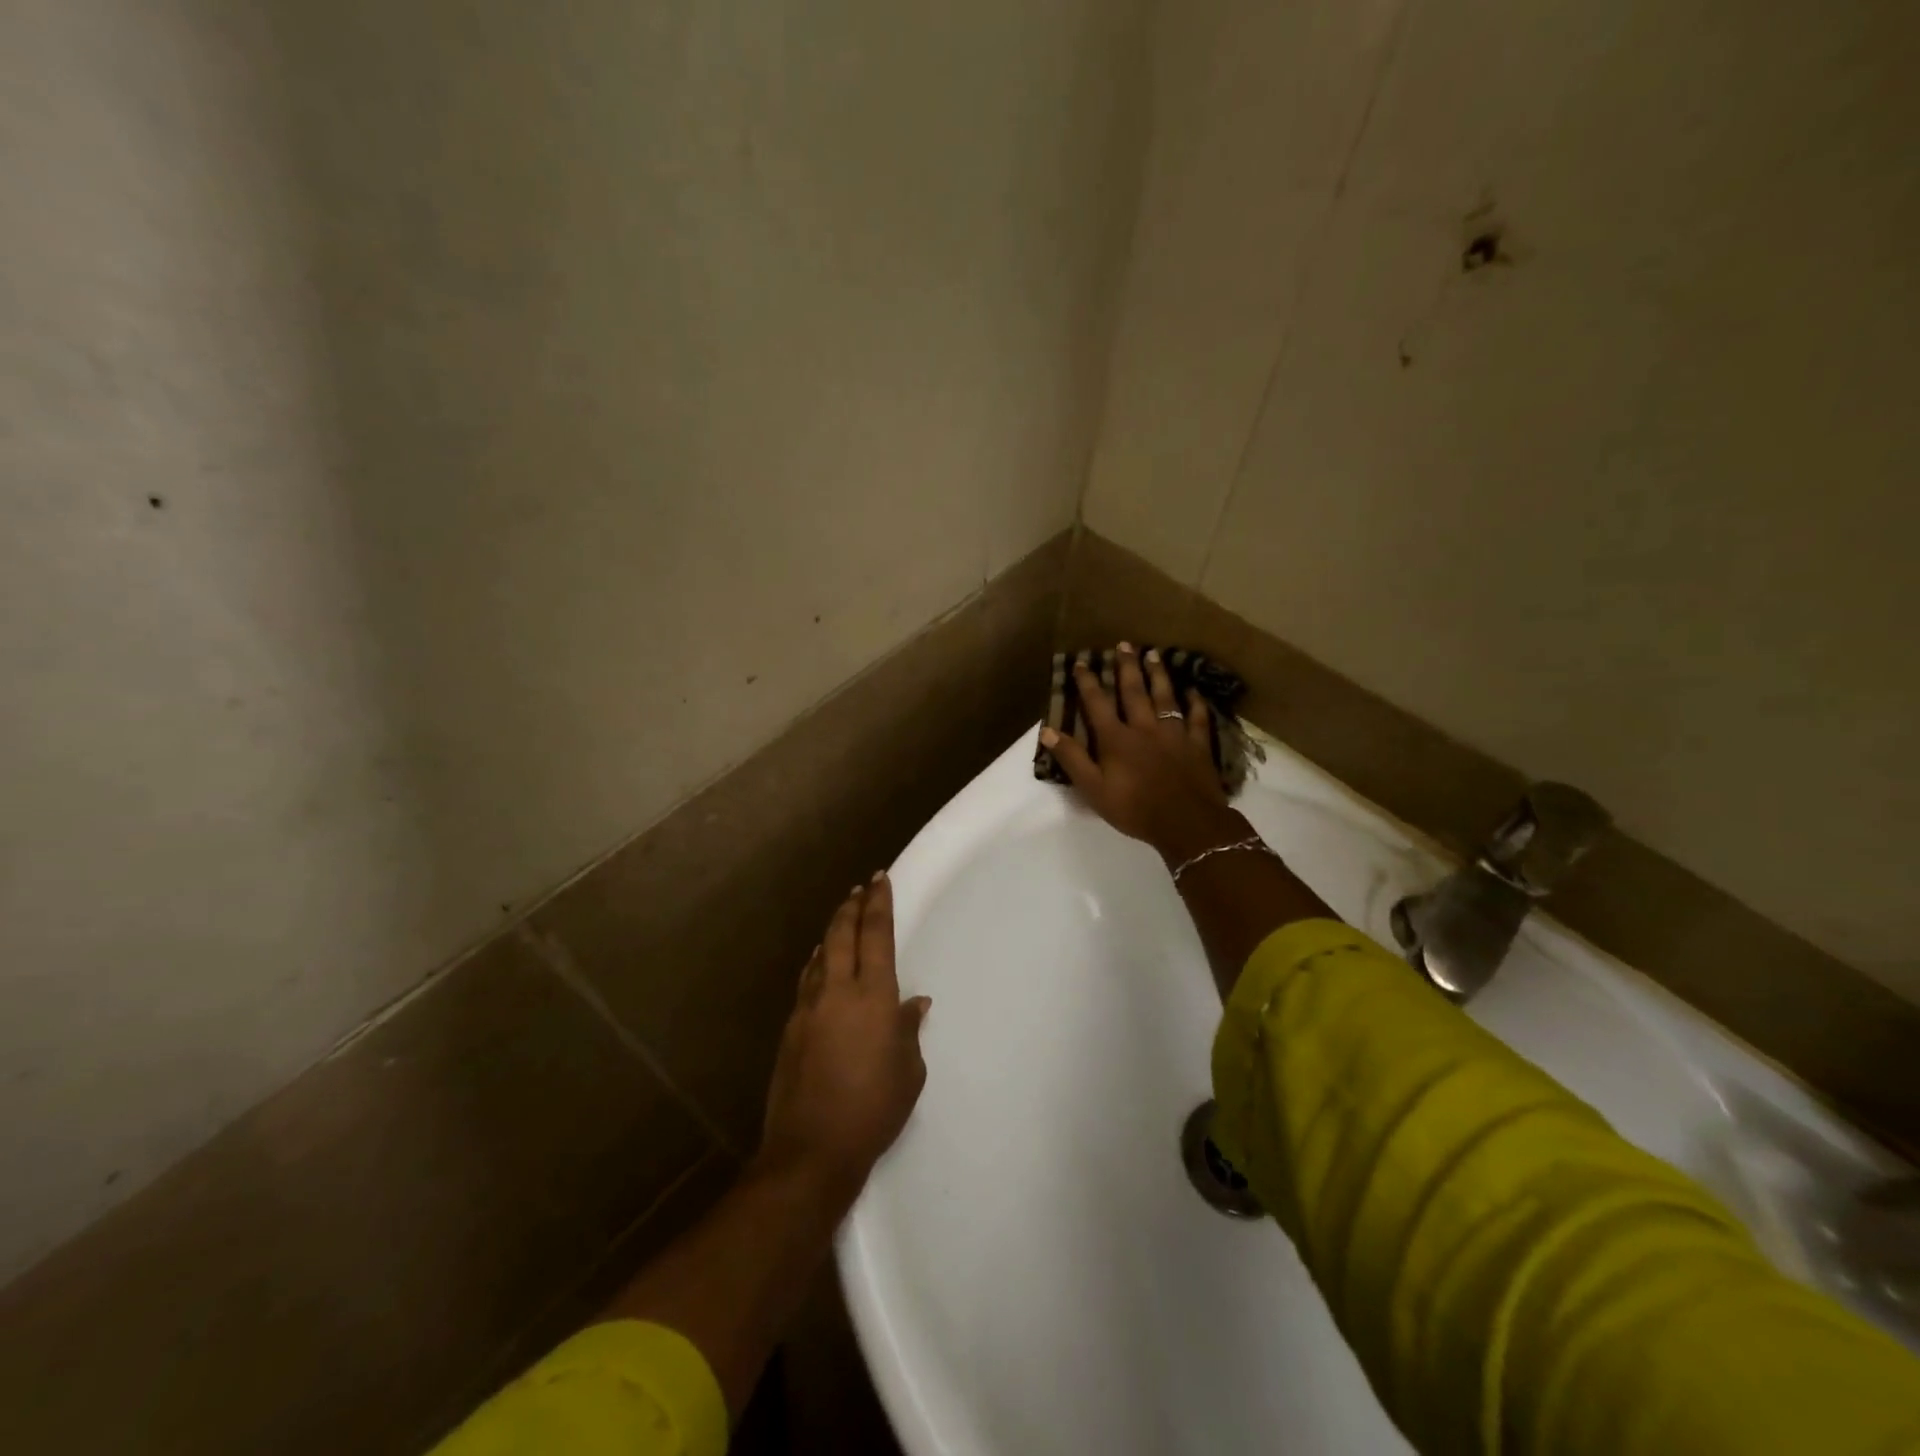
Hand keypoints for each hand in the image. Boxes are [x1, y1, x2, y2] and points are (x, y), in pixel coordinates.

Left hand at [754, 874, 929, 1200]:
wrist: (812, 1150)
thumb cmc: (873, 1110)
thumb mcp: (908, 1072)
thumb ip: (909, 1031)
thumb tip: (913, 1004)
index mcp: (873, 997)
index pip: (875, 936)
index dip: (878, 904)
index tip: (879, 880)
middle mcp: (837, 991)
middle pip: (842, 934)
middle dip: (851, 907)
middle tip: (860, 889)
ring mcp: (808, 1008)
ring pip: (820, 955)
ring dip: (832, 932)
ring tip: (841, 918)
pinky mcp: (790, 1028)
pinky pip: (807, 981)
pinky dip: (818, 963)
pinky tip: (820, 964)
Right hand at [1042, 643, 1244, 863]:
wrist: (1187, 823)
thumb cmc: (1134, 809)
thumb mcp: (1093, 789)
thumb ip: (1072, 758)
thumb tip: (1047, 730)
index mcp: (1116, 739)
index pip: (1098, 703)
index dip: (1088, 682)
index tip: (1081, 662)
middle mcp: (1145, 728)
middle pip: (1134, 691)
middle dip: (1126, 667)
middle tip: (1124, 644)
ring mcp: (1174, 734)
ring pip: (1165, 697)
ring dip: (1158, 675)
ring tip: (1154, 655)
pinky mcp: (1198, 745)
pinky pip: (1197, 718)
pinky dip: (1195, 703)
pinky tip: (1193, 691)